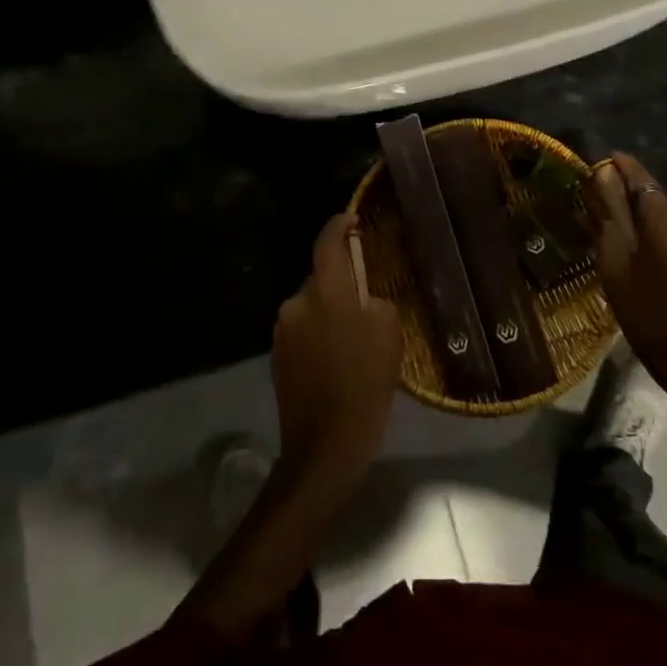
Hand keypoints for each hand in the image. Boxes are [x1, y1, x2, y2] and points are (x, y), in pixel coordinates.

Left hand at [271, 212, 403, 493]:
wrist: (324, 446)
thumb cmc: (365, 384)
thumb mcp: (388, 334)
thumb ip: (376, 301)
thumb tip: (364, 298)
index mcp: (326, 291)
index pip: (328, 242)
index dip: (339, 225)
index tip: (352, 219)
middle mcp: (297, 302)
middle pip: (320, 277)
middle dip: (341, 282)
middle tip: (366, 299)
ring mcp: (283, 330)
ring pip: (312, 306)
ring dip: (329, 311)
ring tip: (353, 337)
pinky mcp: (277, 356)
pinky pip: (303, 330)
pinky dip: (319, 334)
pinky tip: (337, 359)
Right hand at [593, 152, 666, 419]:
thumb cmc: (648, 313)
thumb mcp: (615, 266)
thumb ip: (609, 218)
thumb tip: (603, 180)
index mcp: (665, 221)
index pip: (642, 180)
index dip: (623, 167)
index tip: (605, 159)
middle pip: (655, 204)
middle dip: (631, 205)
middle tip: (605, 217)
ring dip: (649, 229)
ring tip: (627, 250)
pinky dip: (664, 245)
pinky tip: (651, 267)